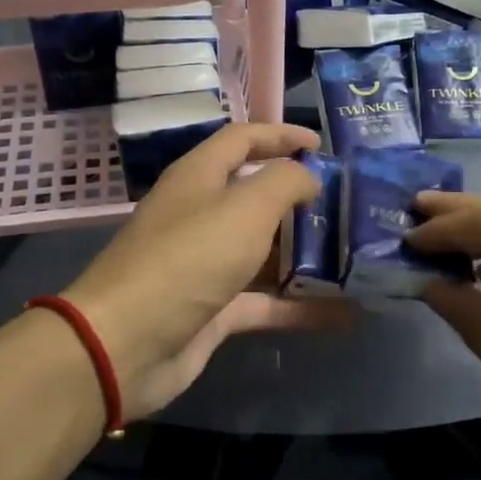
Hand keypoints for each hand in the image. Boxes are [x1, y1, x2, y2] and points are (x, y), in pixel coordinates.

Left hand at [63, 123, 354, 419]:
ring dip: (305, 255)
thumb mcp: (244, 208)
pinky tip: (344, 314)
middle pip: (254, 196)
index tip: (322, 145)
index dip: (281, 136)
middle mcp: (200, 215)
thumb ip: (284, 182)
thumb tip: (308, 176)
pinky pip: (265, 301)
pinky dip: (300, 306)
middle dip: (300, 199)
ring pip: (263, 251)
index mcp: (199, 178)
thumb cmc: (187, 259)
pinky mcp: (213, 310)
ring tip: (354, 256)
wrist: (126, 344)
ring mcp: (205, 265)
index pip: (242, 140)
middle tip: (348, 205)